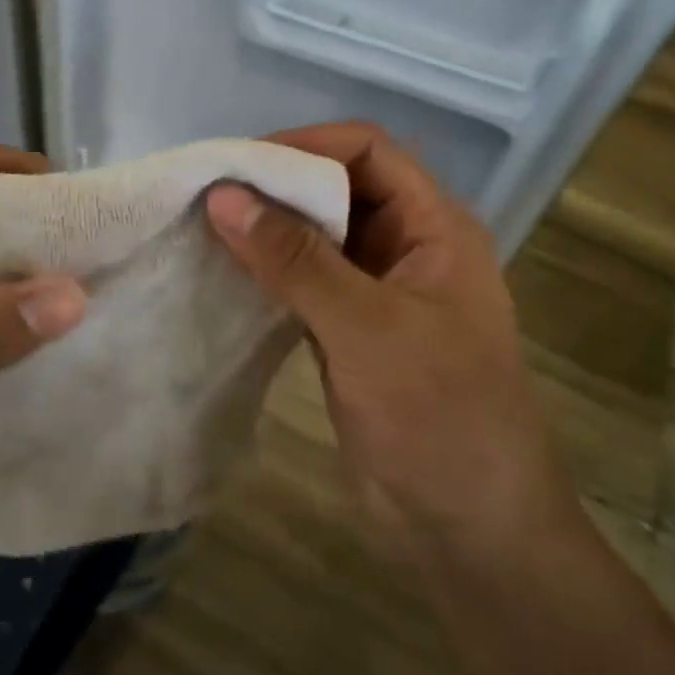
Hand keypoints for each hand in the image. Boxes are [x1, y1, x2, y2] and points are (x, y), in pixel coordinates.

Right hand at [205, 123, 574, 555]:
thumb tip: (224, 196)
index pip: (368, 151)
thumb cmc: (438, 415)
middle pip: (339, 189)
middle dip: (279, 188)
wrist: (469, 528)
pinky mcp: (352, 332)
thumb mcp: (367, 328)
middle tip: (208, 197)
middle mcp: (408, 247)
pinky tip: (226, 275)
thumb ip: (295, 260)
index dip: (307, 146)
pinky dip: (270, 274)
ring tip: (205, 230)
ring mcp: (379, 292)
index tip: (240, 165)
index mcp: (435, 227)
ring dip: (269, 232)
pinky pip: (307, 284)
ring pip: (318, 238)